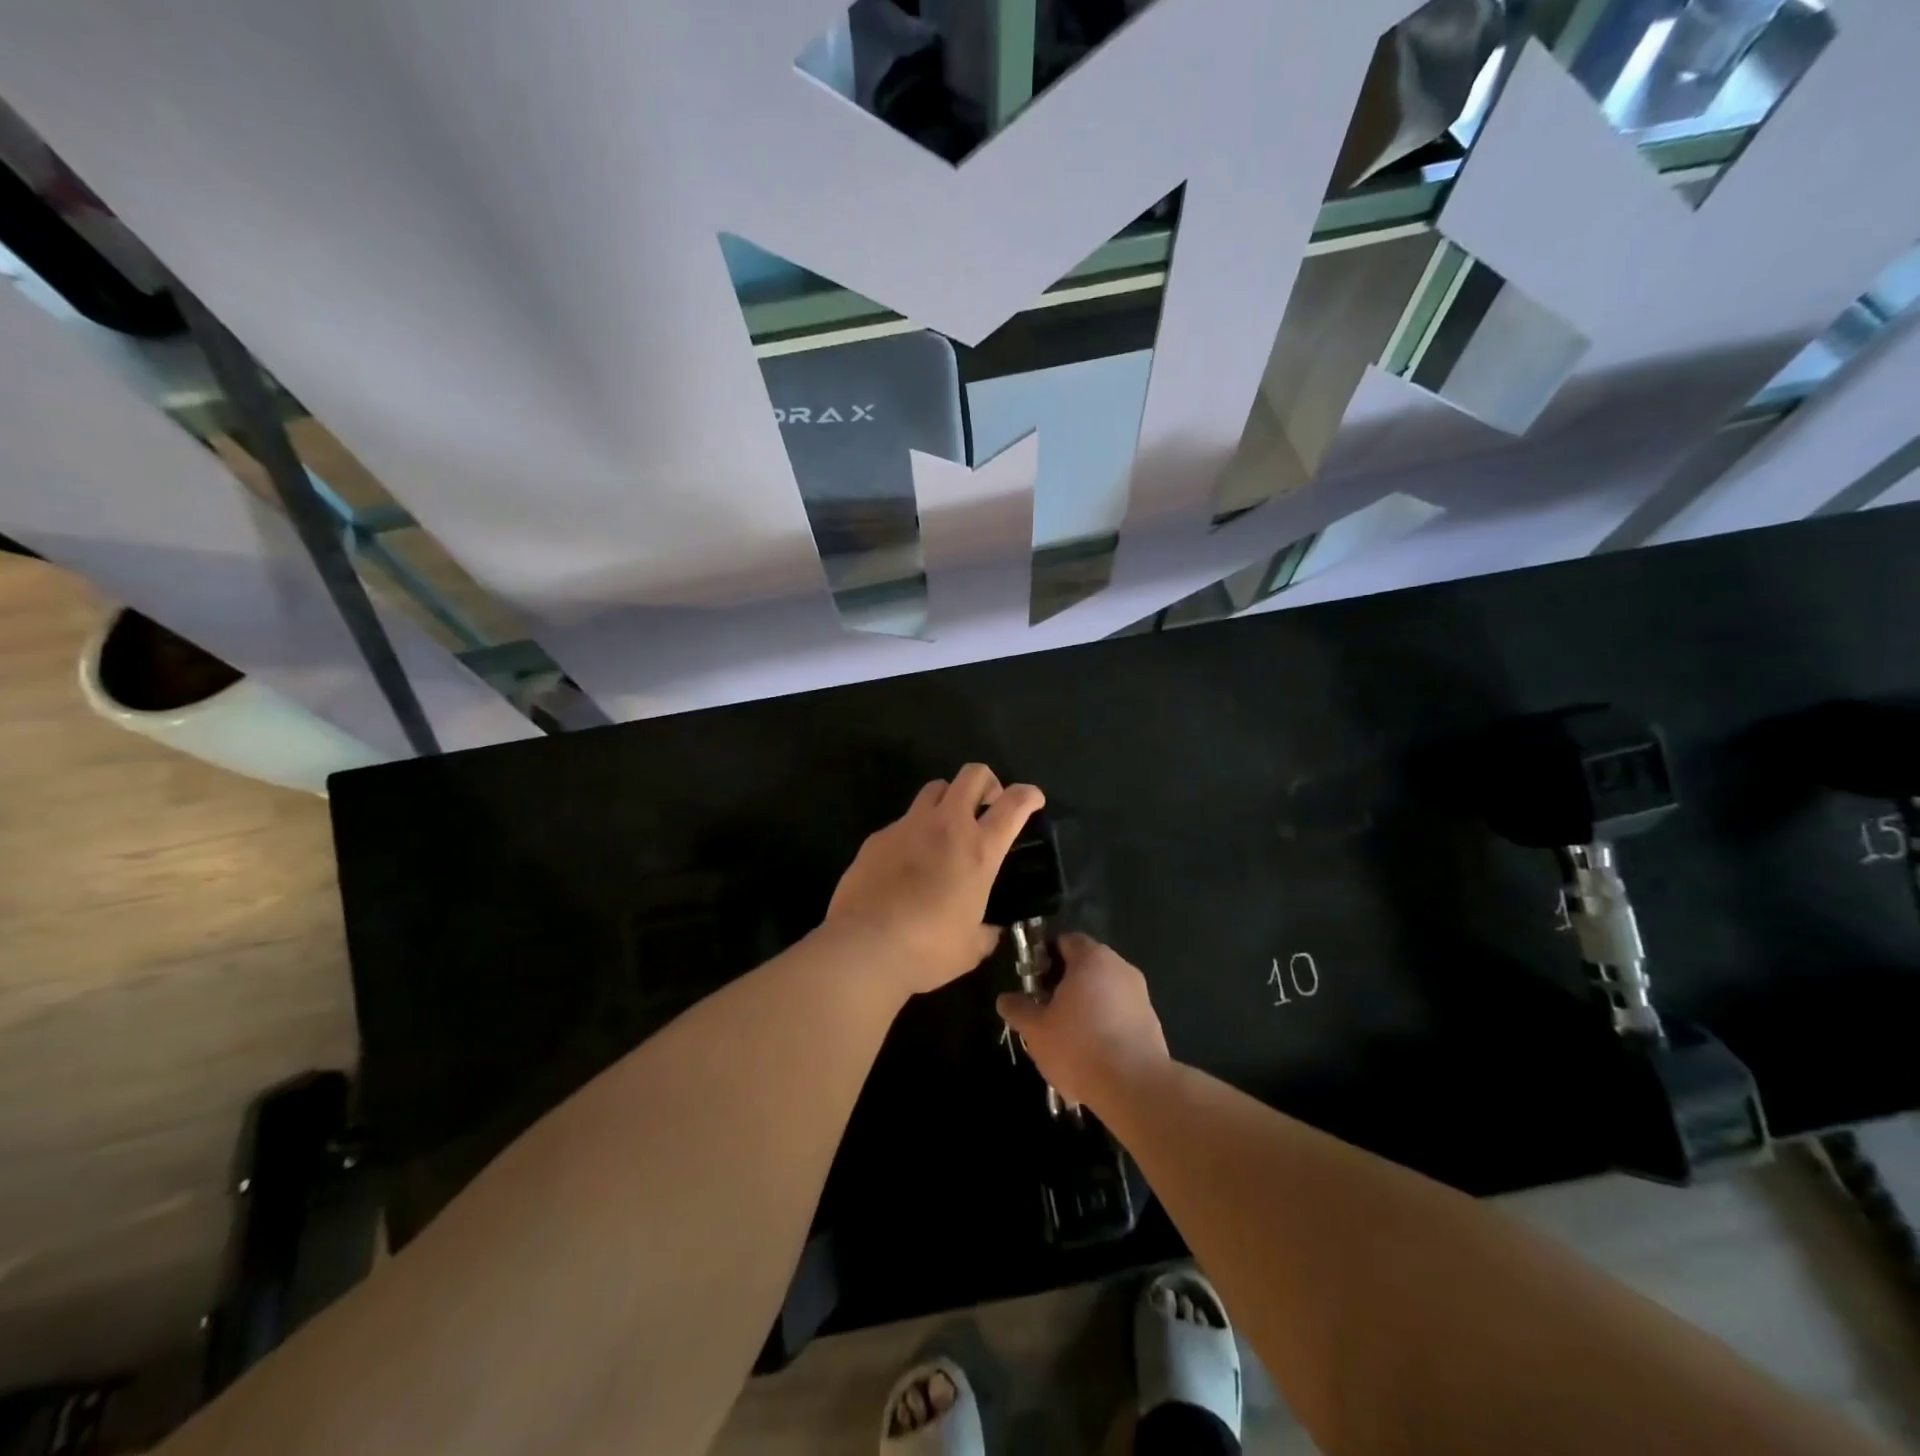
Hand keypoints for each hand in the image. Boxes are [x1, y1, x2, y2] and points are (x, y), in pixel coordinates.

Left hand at [823, 764, 1044, 995]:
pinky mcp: (877, 837)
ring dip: (949, 799)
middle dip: (987, 782)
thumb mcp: (972, 947)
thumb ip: (986, 931)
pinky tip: (907, 863)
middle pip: (972, 775)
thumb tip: (989, 930)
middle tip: (988, 806)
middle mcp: (946, 826)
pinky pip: (903, 821)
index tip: (1033, 800)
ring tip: (947, 828)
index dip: (1029, 795)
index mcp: (979, 850)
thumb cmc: (927, 949)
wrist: (864, 946)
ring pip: (935, 788)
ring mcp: (908, 826)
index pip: (1014, 804)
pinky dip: (914, 832)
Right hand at [996, 934, 1169, 1108]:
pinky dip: (1106, 1026)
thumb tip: (1005, 999)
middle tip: (1046, 1010)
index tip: (1033, 981)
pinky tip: (1093, 1055)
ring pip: (1105, 992)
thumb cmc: (1079, 1046)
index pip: (1066, 941)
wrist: (1135, 1087)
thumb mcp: (1036, 1030)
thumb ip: (1018, 1009)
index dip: (1046, 957)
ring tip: (1068, 1038)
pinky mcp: (1152, 1022)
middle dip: (1065, 984)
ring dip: (1087, 1007)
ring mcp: (1141, 995)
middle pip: (1087, 966)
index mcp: (1092, 958)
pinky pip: (1121, 1014)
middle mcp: (1120, 967)